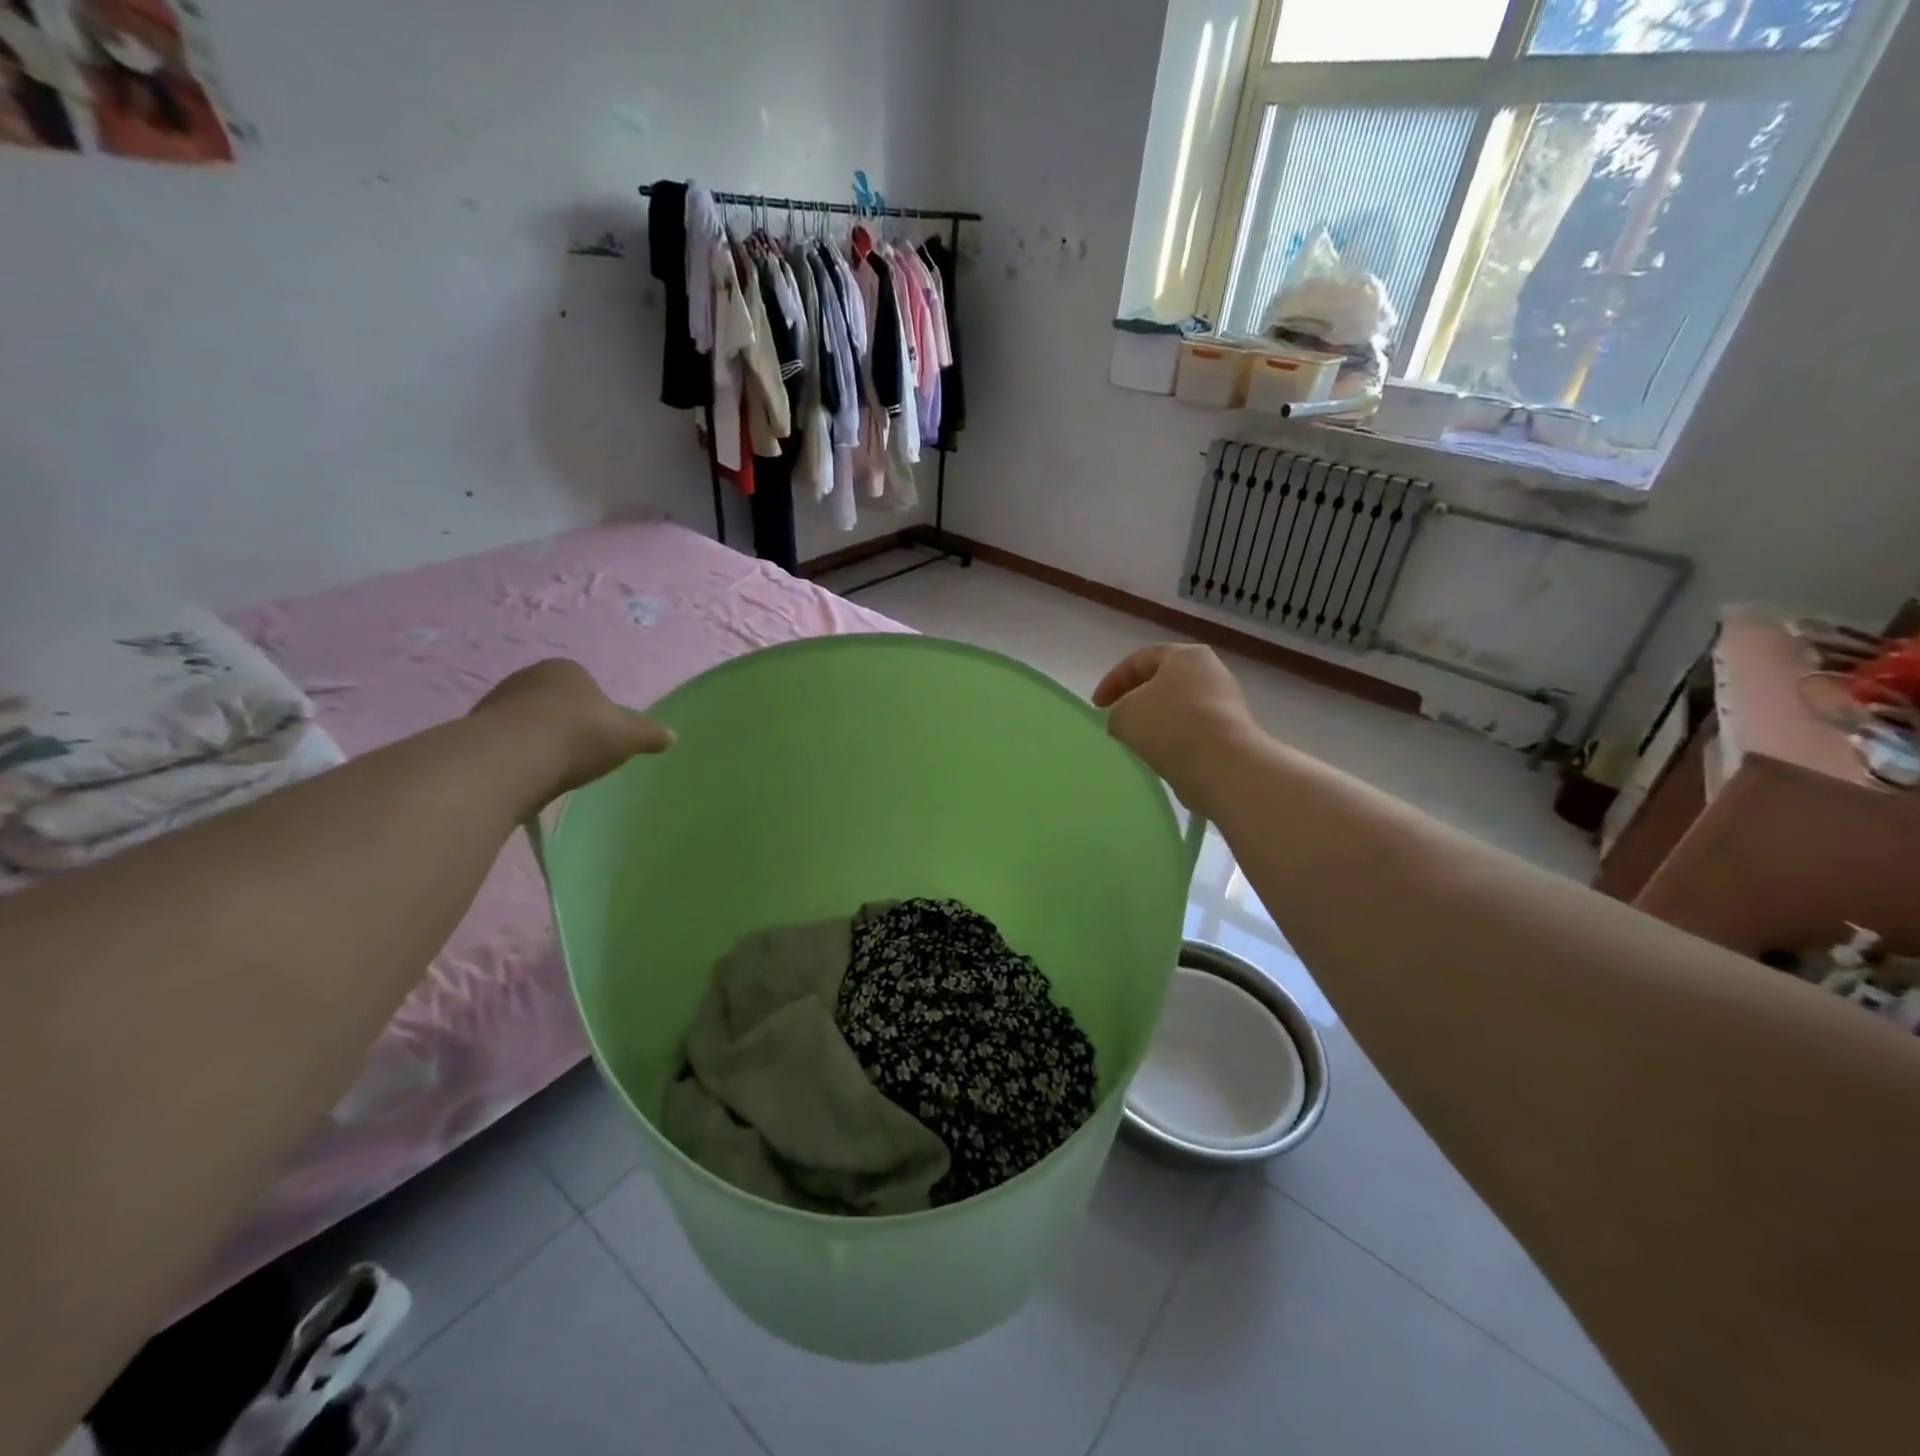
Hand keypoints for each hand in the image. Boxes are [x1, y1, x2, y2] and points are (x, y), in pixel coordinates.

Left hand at [470, 659, 672, 796]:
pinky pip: (505, 744)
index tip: (602, 737)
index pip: (586, 685)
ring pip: (527, 722)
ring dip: (539, 742)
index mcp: (566, 669)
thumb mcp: (628, 736)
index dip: (597, 711)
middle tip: (580, 754)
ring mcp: (495, 702)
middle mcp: (527, 677)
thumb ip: (650, 734)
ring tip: (553, 771)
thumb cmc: (578, 736)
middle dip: (565, 725)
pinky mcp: (473, 732)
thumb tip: (673, 736)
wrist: (511, 759)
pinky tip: (528, 777)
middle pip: (554, 703)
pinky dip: (517, 758)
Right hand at [1093, 645, 1256, 813]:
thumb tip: (1127, 721)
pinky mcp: (1232, 733)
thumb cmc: (1169, 725)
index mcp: (1185, 655)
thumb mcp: (1124, 713)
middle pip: (1163, 682)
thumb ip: (1117, 711)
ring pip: (1178, 708)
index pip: (1139, 660)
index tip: (1096, 706)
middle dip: (1136, 700)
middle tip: (1116, 720)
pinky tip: (1160, 757)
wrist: (1222, 765)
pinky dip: (1174, 741)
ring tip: (1136, 743)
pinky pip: (1193, 731)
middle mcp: (1210, 672)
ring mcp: (1225, 702)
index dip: (1112, 681)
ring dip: (1155, 723)